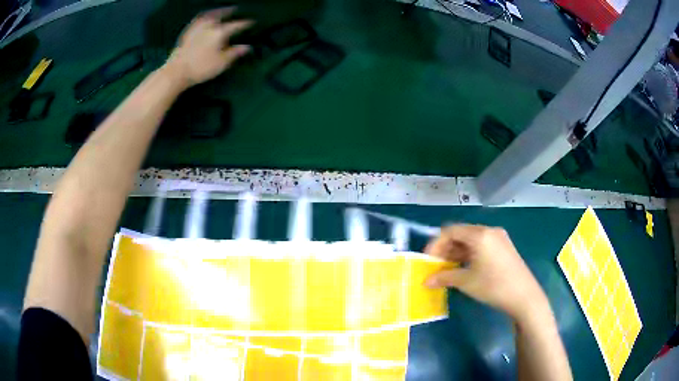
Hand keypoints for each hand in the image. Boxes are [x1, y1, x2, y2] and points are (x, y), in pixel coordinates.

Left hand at [164, 7, 252, 87]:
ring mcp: (197, 27)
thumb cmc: (201, 68)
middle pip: (221, 14)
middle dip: (229, 11)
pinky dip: (204, 16)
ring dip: (216, 11)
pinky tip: (204, 19)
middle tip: (235, 9)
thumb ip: (235, 53)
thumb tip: (247, 47)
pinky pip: (198, 19)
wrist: (176, 71)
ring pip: (209, 15)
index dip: (245, 24)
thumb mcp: (221, 63)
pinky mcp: (187, 32)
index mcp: (220, 32)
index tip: (252, 22)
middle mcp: (209, 25)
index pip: (236, 25)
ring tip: (220, 10)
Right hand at [425, 225, 547, 321]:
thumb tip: (425, 281)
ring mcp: (499, 238)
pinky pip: (481, 245)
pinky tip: (465, 268)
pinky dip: (469, 254)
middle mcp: (489, 231)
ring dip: (457, 252)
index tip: (428, 260)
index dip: (435, 244)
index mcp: (480, 234)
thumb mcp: (466, 282)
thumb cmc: (494, 286)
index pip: (450, 230)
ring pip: (471, 240)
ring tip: (448, 269)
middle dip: (446, 248)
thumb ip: (444, 277)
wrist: (524, 296)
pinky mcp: (504, 247)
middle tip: (436, 266)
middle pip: (461, 233)